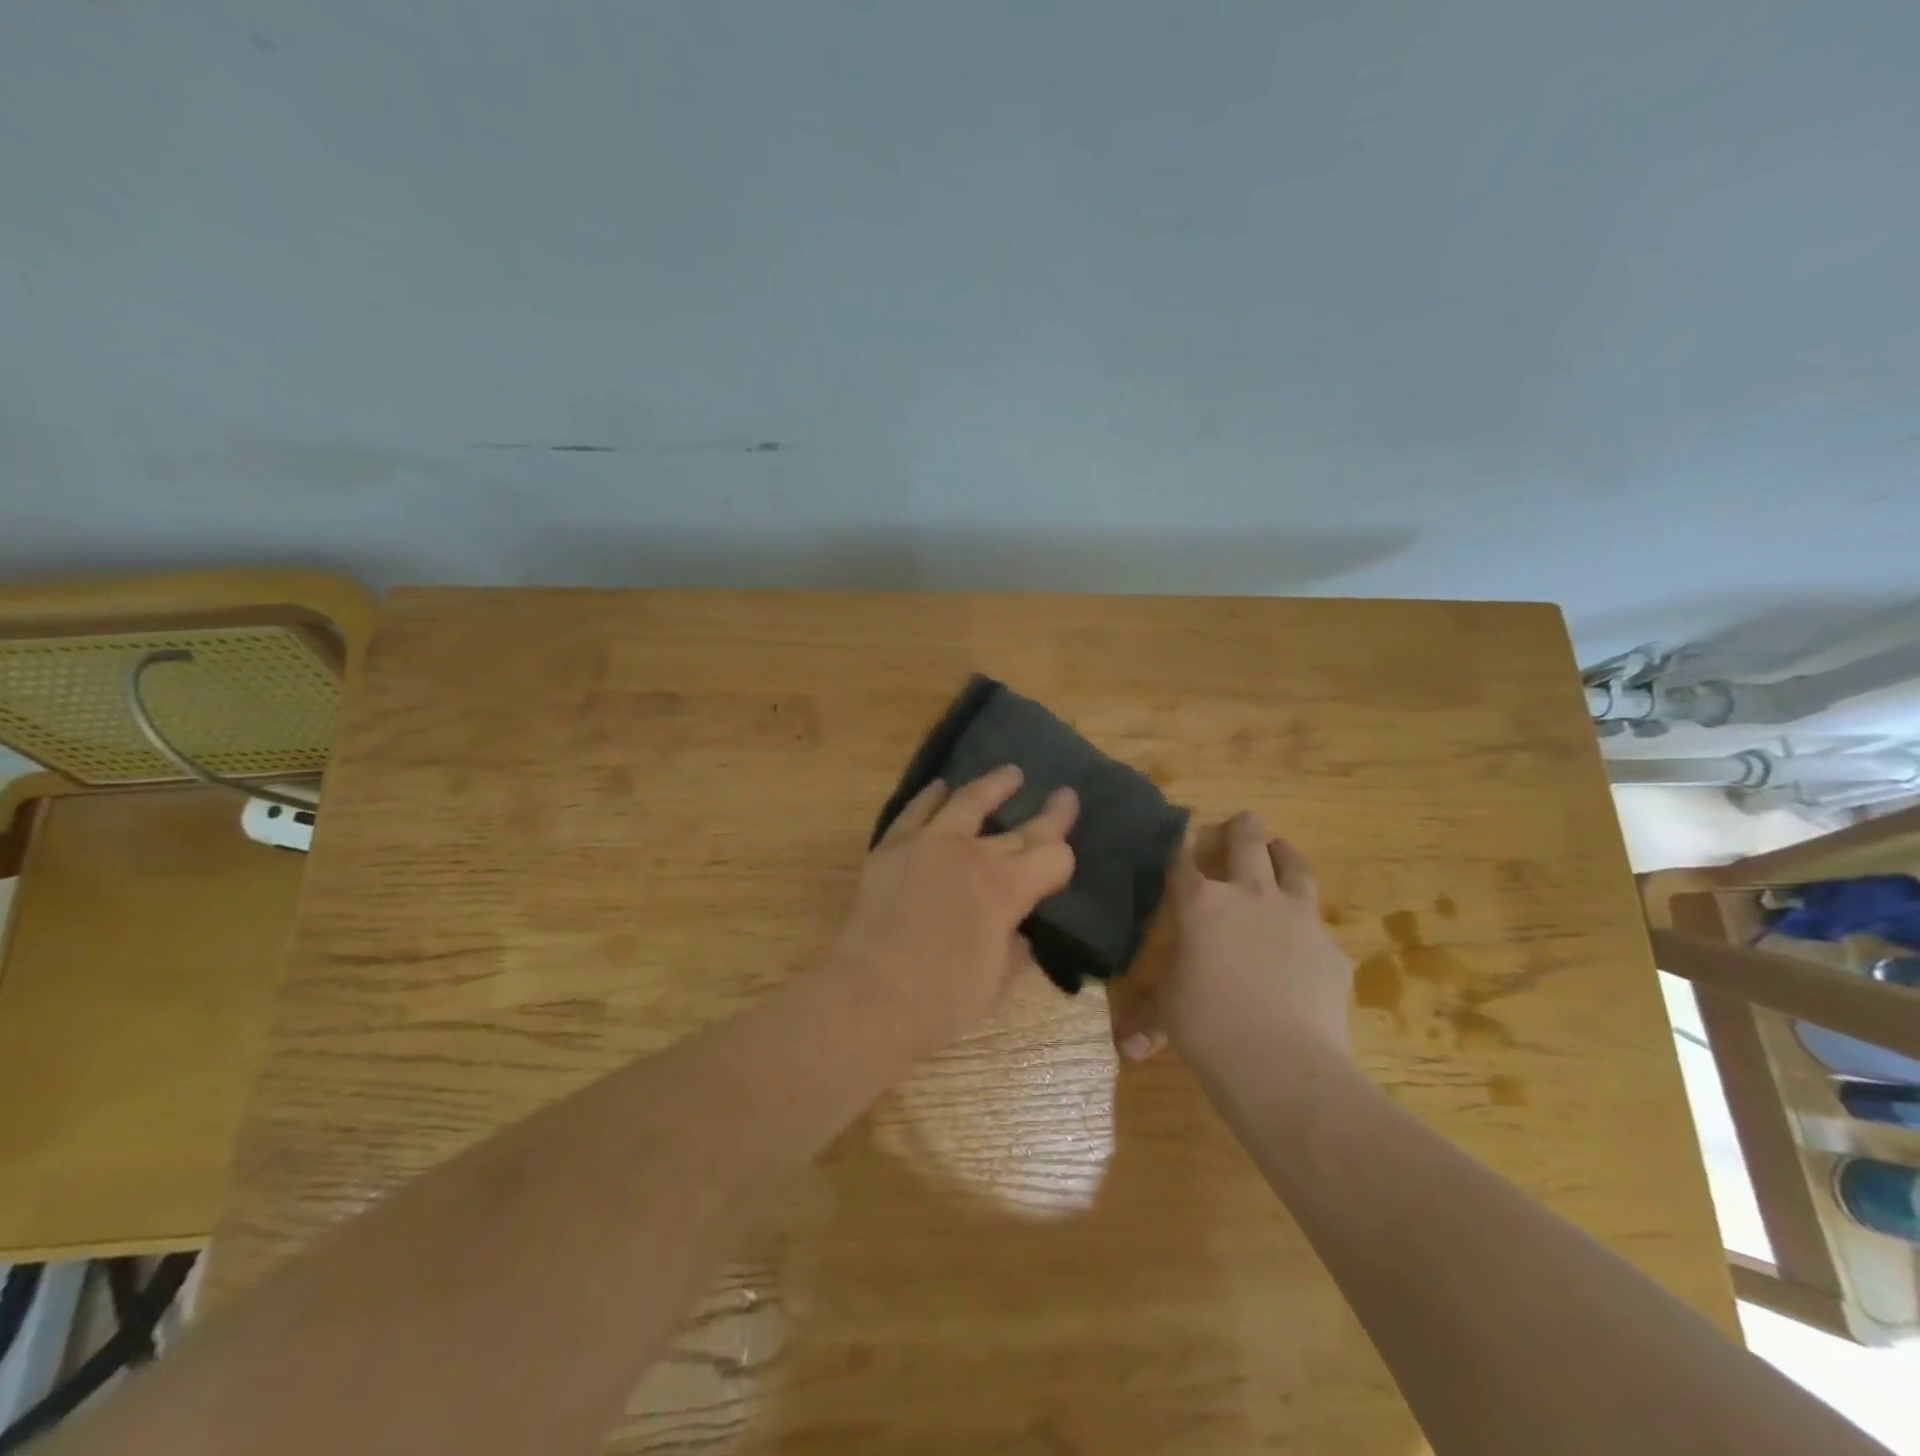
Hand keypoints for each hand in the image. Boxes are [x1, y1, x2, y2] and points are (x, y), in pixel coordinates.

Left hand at [830, 765, 1077, 1055]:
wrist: (869, 997)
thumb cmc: (941, 1001)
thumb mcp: (997, 981)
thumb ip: (1014, 947)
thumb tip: (1016, 930)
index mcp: (1007, 888)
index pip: (1053, 857)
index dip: (1064, 858)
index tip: (1065, 859)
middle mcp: (973, 854)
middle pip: (1021, 829)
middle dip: (1050, 813)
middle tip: (1064, 795)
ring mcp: (929, 844)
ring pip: (968, 800)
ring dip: (994, 784)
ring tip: (1011, 773)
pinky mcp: (892, 848)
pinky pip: (916, 811)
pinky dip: (932, 796)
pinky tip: (940, 787)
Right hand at [1109, 811, 1351, 1069]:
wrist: (1282, 1061)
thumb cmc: (1208, 1026)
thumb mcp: (1169, 1013)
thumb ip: (1150, 1018)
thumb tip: (1130, 1049)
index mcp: (1200, 905)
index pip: (1184, 860)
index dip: (1181, 843)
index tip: (1182, 830)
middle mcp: (1249, 896)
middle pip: (1247, 843)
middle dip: (1242, 827)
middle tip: (1242, 819)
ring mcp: (1296, 916)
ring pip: (1293, 868)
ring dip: (1284, 854)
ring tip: (1280, 848)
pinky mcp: (1330, 947)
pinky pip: (1318, 924)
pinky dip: (1307, 923)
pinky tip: (1306, 939)